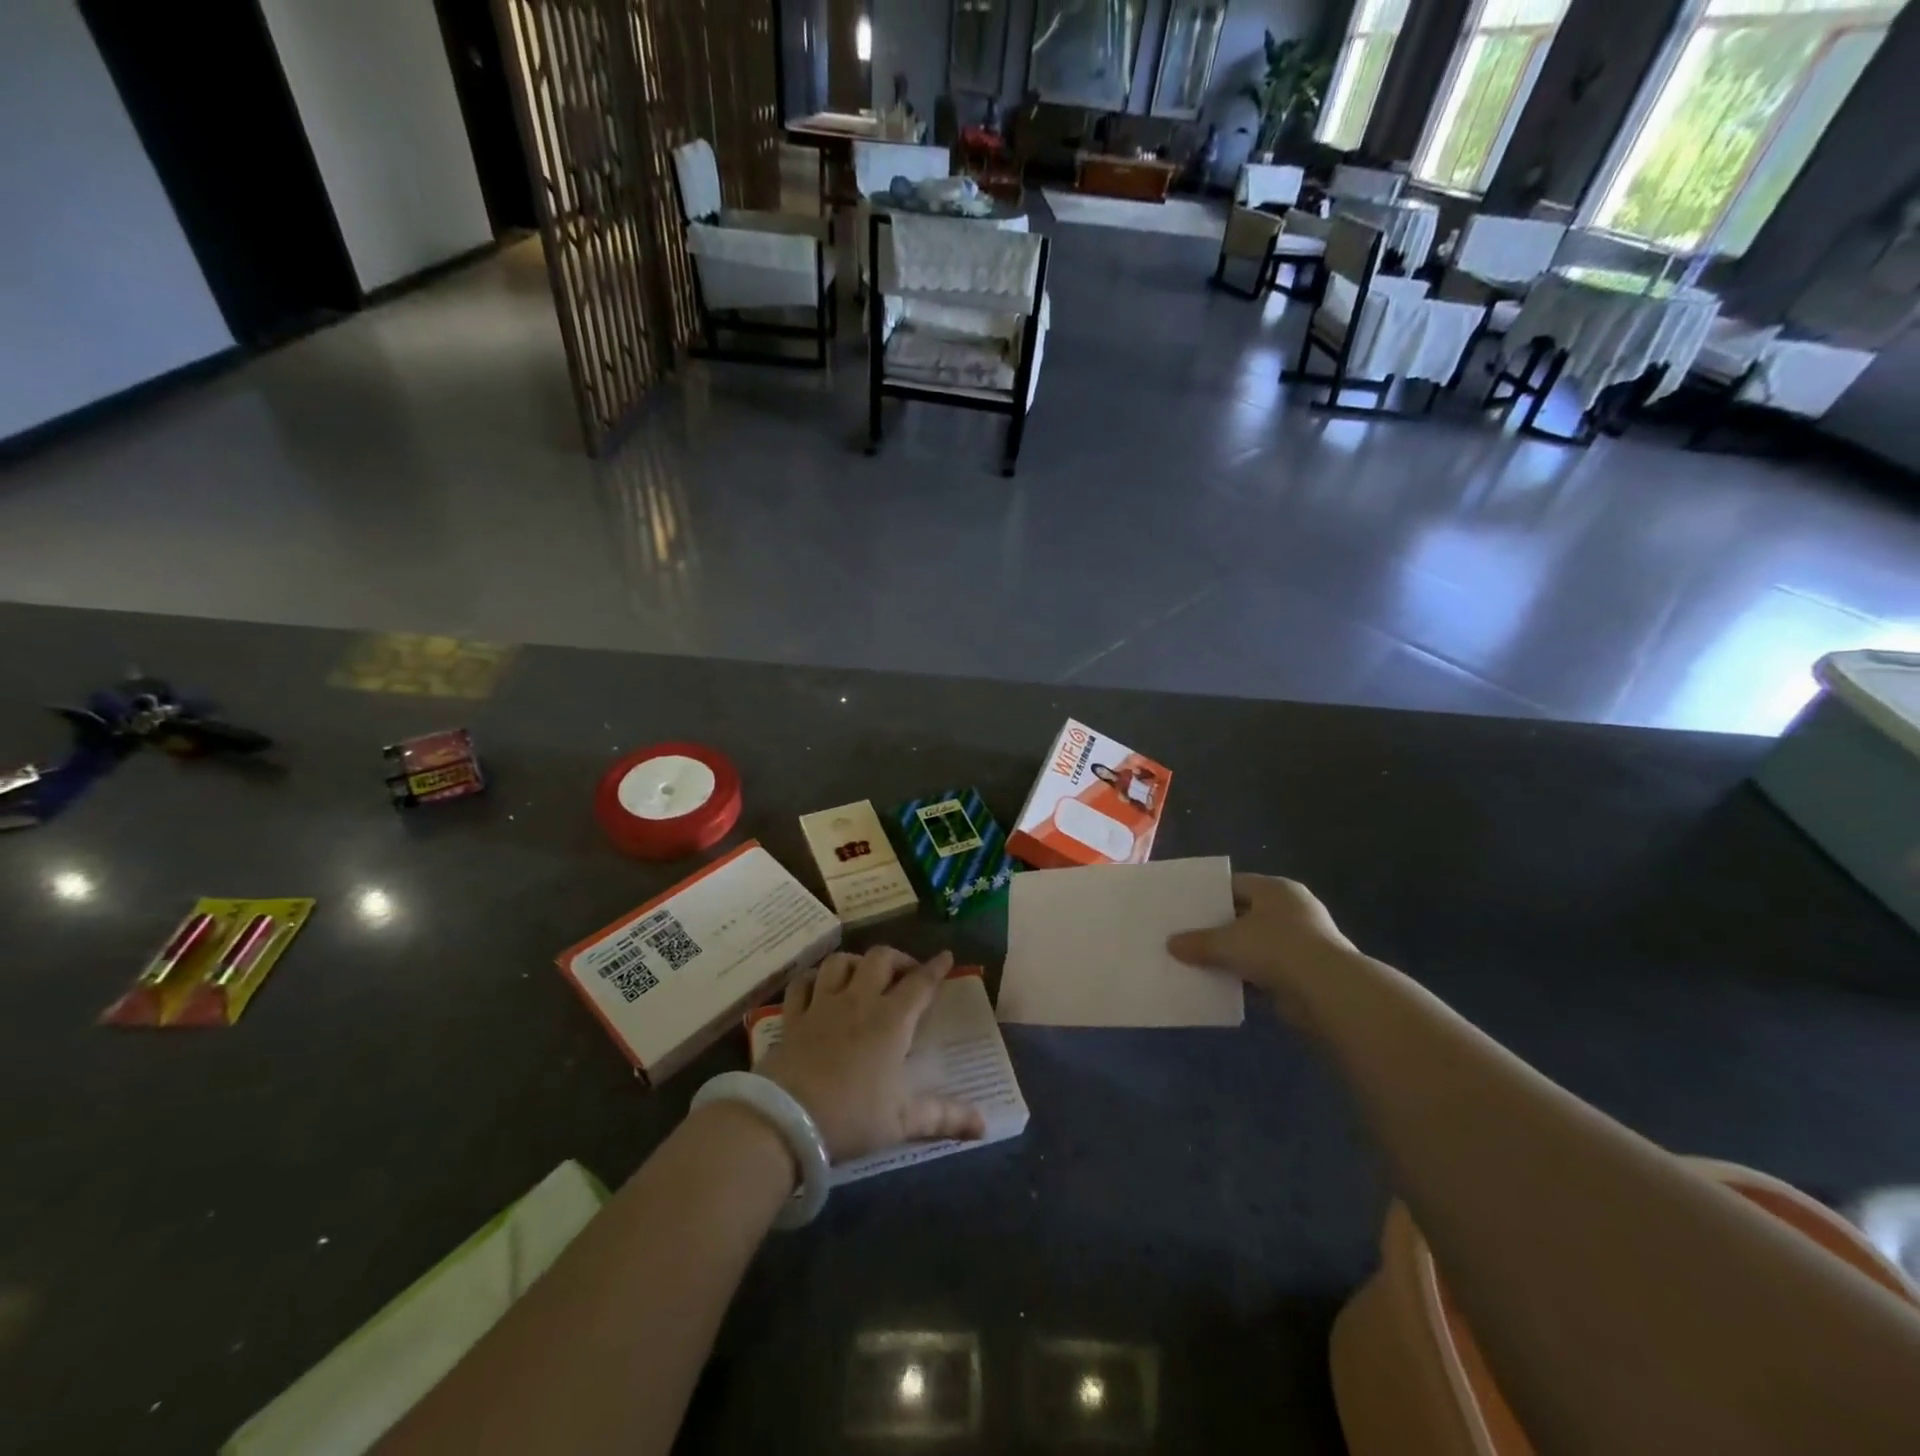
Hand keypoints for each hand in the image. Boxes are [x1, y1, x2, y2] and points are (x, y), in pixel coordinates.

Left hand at [759, 947, 985, 1162]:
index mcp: (891, 1021)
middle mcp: (859, 1002)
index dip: (935, 968)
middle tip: (907, 973)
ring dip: (856, 962)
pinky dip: (814, 978)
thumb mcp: (903, 1121)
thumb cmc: (851, 1117)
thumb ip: (944, 1118)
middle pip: (880, 959)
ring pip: (840, 962)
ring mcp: (822, 1005)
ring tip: (864, 974)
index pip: (919, 983)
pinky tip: (820, 986)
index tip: (946, 956)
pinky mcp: (793, 1017)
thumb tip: (985, 1125)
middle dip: (898, 959)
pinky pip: (803, 983)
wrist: (785, 1121)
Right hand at [1166, 874, 1355, 1009]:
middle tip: (1186, 935)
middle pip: (1244, 914)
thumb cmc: (1276, 948)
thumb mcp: (1227, 942)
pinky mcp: (1305, 972)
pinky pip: (1266, 970)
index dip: (1208, 895)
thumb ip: (1198, 942)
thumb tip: (1171, 945)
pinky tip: (1222, 985)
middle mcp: (1291, 909)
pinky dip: (1247, 977)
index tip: (1184, 907)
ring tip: (1198, 961)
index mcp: (1275, 889)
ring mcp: (1302, 942)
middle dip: (1218, 927)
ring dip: (1232, 955)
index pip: (1235, 884)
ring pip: (1255, 945)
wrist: (1328, 991)